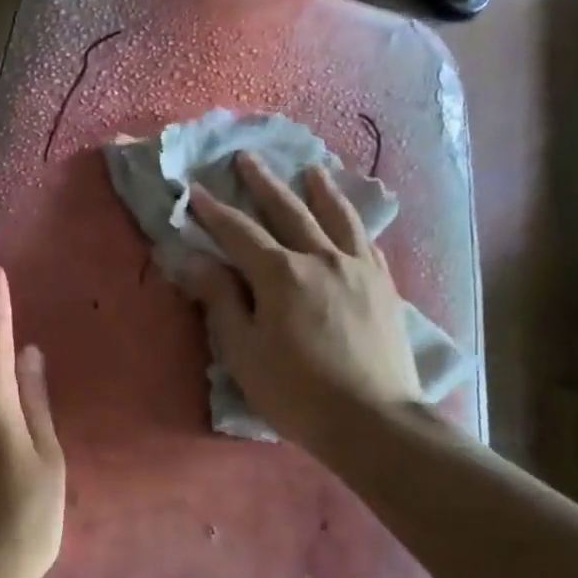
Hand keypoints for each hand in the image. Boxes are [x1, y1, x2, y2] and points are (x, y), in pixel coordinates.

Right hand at [186, 153, 423, 454]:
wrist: (372, 419)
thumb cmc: (296, 392)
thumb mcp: (243, 351)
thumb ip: (220, 300)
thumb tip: (194, 260)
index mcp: (280, 274)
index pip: (239, 233)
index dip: (214, 211)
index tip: (195, 190)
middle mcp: (321, 258)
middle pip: (288, 211)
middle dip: (263, 184)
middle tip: (246, 158)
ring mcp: (358, 268)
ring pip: (336, 217)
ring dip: (319, 190)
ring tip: (310, 169)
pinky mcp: (384, 286)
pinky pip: (366, 241)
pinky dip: (353, 222)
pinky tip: (350, 219)